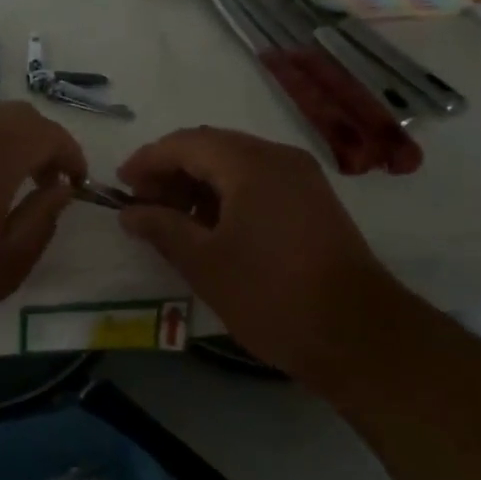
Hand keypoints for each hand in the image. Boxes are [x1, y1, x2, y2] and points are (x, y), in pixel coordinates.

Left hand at [0, 100, 87, 362]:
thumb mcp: (6, 264)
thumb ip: (41, 219)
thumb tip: (61, 189)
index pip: (46, 133)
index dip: (70, 153)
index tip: (77, 182)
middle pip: (15, 115)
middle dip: (42, 140)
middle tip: (49, 180)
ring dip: (8, 134)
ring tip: (12, 174)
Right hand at [116, 127, 400, 389]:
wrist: (359, 335)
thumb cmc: (271, 295)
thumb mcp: (204, 263)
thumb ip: (162, 228)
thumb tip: (130, 212)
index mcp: (249, 163)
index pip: (185, 144)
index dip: (148, 161)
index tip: (121, 185)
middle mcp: (277, 157)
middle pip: (211, 148)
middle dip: (172, 171)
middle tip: (144, 205)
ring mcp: (301, 178)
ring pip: (236, 164)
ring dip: (199, 183)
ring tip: (173, 219)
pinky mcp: (314, 202)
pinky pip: (259, 182)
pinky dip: (227, 195)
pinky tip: (212, 227)